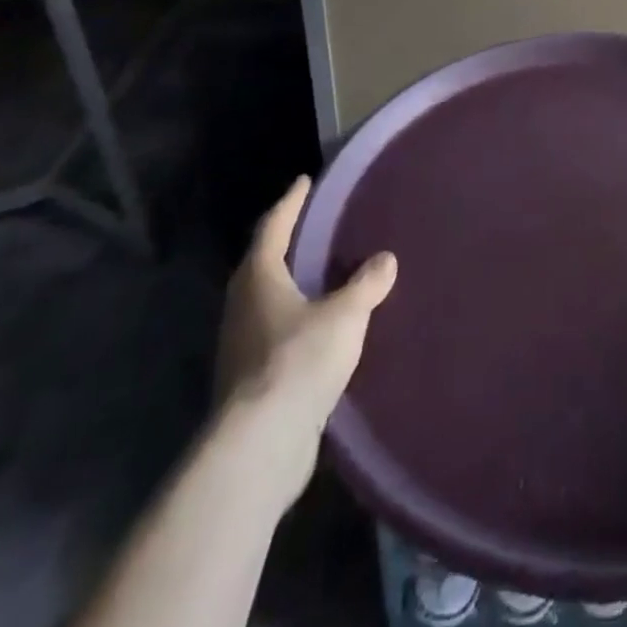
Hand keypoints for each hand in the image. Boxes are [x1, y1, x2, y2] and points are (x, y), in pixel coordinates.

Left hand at [213, 177, 396, 505]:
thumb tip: (385, 259)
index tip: (304, 181)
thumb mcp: (346, 315)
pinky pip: (276, 335)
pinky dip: (297, 322)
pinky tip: (321, 330)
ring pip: (268, 302)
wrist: (260, 445)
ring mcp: (241, 346)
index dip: (290, 202)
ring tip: (324, 276)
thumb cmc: (299, 361)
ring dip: (292, 286)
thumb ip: (367, 284)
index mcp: (259, 279)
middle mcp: (243, 306)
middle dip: (288, 244)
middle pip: (263, 264)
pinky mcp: (251, 381)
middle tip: (317, 227)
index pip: (273, 227)